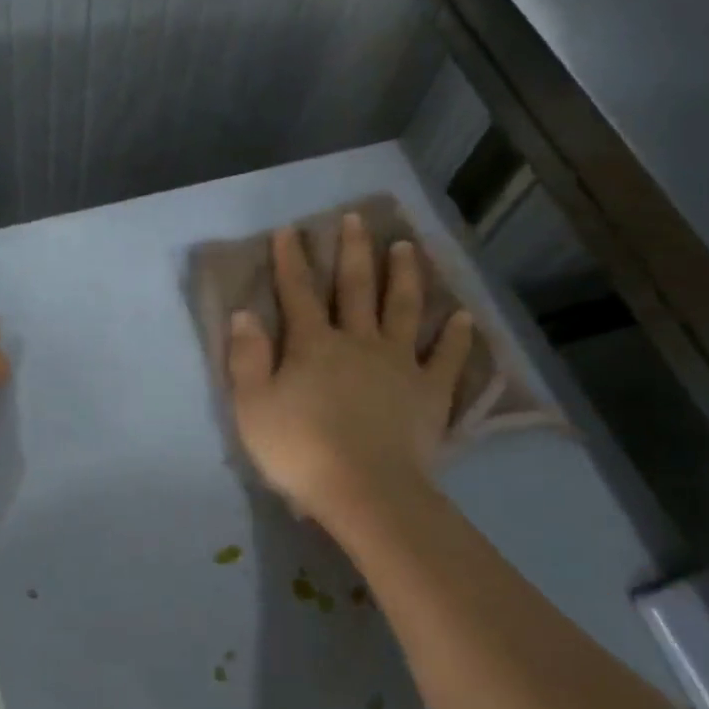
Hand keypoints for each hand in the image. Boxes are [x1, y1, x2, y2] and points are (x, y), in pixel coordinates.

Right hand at [227, 213, 472, 536]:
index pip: (298, 293)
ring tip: (407, 247)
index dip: (291, 261)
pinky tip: (463, 316)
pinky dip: (456, 336)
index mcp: (313, 345)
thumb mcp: (253, 407)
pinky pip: (446, 357)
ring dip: (405, 275)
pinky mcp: (430, 392)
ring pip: (403, 309)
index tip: (290, 230)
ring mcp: (399, 363)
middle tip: (357, 218)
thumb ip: (247, 358)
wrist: (365, 490)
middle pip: (356, 288)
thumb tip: (244, 314)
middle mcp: (358, 342)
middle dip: (354, 251)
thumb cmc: (300, 450)